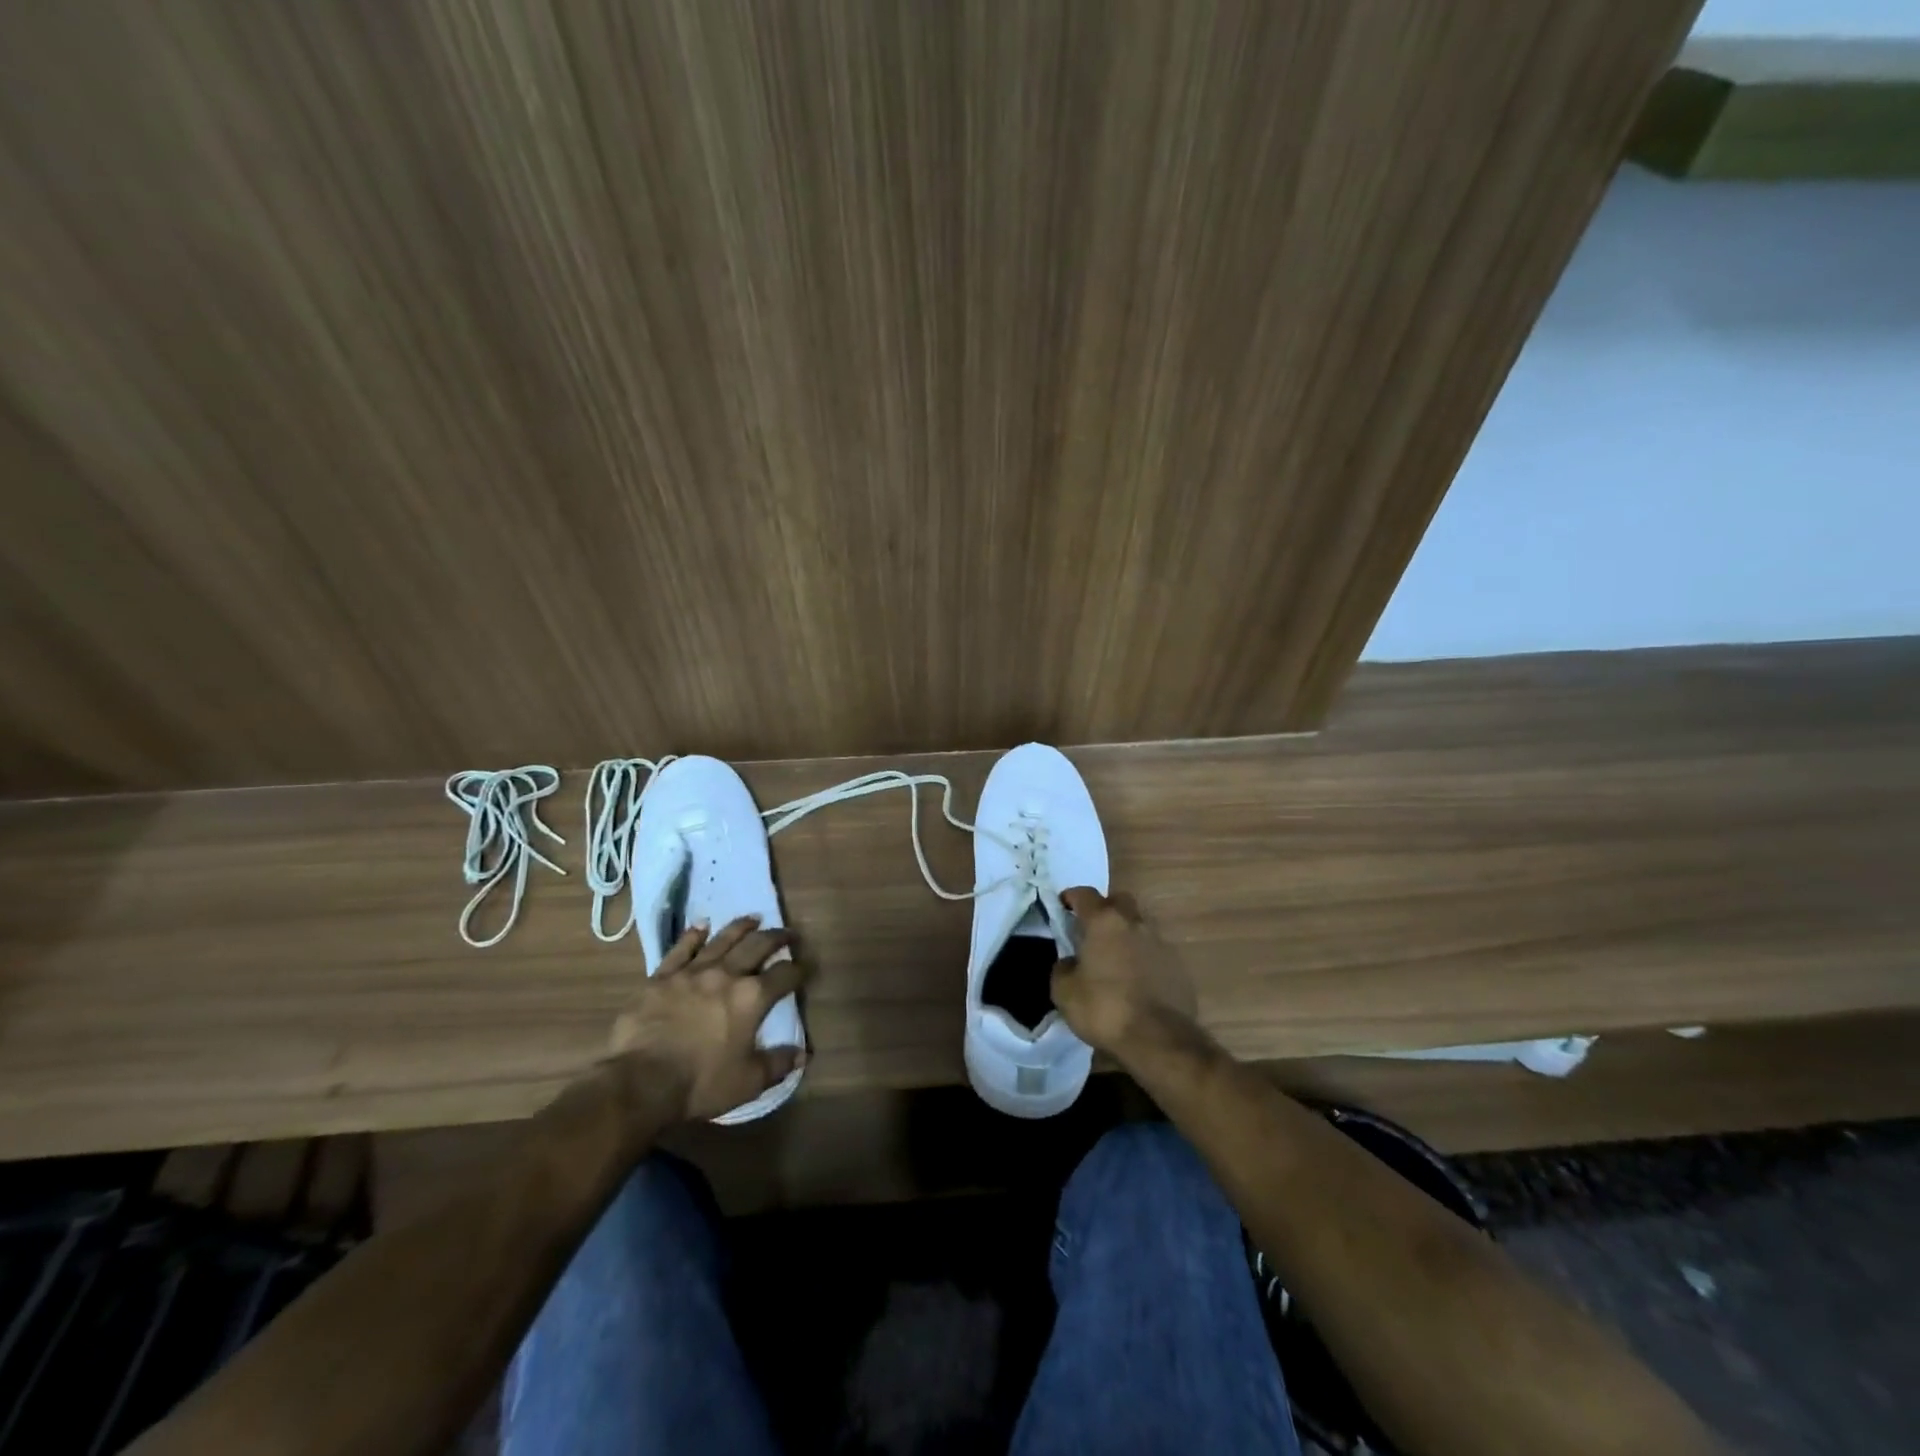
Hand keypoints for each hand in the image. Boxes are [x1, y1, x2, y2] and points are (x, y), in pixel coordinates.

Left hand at [609, 916, 807, 1122]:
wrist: (640, 1082)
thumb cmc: (700, 1083)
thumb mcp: (748, 1082)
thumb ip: (777, 1064)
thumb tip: (802, 1055)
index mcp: (752, 998)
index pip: (785, 975)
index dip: (799, 969)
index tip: (807, 966)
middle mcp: (727, 975)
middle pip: (757, 946)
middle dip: (777, 938)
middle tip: (788, 933)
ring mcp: (692, 972)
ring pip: (722, 940)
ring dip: (741, 927)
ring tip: (754, 919)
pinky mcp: (662, 976)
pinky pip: (682, 949)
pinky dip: (694, 935)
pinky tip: (701, 926)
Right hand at [1050, 887, 1198, 1059]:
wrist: (1157, 1039)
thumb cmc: (1104, 1008)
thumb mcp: (1064, 991)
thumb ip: (1063, 968)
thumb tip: (1070, 962)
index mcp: (1104, 921)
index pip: (1085, 894)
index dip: (1071, 897)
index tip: (1063, 906)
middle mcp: (1135, 923)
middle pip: (1119, 901)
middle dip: (1105, 908)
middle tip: (1092, 929)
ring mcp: (1160, 943)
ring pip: (1140, 925)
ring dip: (1126, 934)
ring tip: (1114, 958)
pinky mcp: (1178, 966)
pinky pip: (1154, 952)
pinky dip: (1143, 958)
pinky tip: (1135, 980)